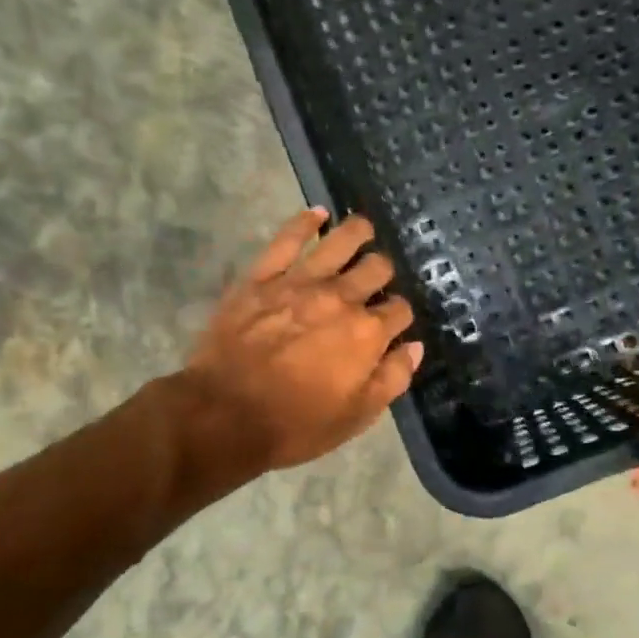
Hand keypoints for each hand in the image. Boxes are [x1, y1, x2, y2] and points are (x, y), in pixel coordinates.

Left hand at [181, 209, 422, 473]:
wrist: (223, 414)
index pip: (400, 311)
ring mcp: (301, 282)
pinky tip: (318, 213)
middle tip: (376, 281)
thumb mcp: (356, 416)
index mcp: (367, 333)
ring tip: (363, 230)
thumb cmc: (296, 424)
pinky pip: (288, 239)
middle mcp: (341, 298)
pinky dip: (305, 222)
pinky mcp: (263, 276)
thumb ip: (392, 378)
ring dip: (358, 232)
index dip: (400, 316)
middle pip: (376, 269)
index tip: (393, 324)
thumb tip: (415, 347)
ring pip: (341, 241)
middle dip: (383, 273)